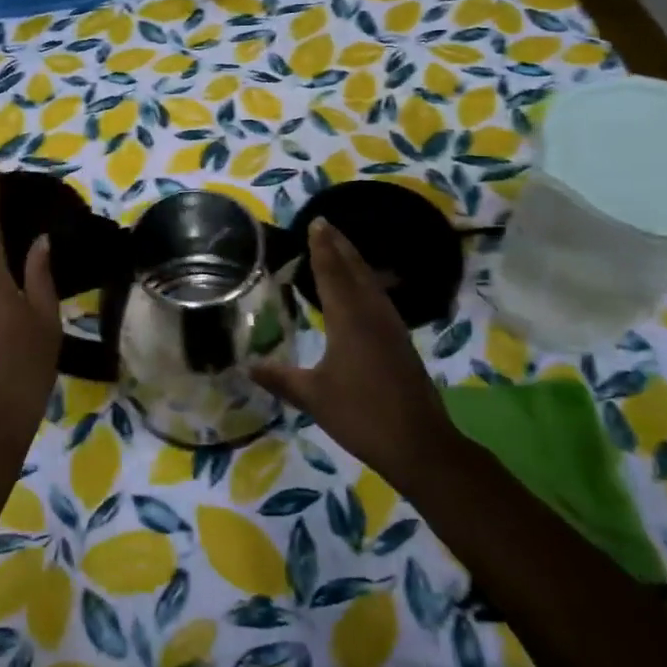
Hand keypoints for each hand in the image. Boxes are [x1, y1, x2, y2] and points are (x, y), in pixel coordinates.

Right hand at [251, 218, 453, 469]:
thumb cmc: (361, 415)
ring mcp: (391, 328)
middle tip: (326, 225)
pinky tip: (363, 289)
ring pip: (371, 283)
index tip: (316, 222)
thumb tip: (247, 366)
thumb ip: (280, 378)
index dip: (321, 248)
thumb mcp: (313, 397)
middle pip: (355, 270)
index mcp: (348, 320)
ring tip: (341, 247)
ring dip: (355, 261)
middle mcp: (372, 315)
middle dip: (340, 246)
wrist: (419, 444)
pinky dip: (366, 282)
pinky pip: (380, 298)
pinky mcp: (401, 342)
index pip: (331, 274)